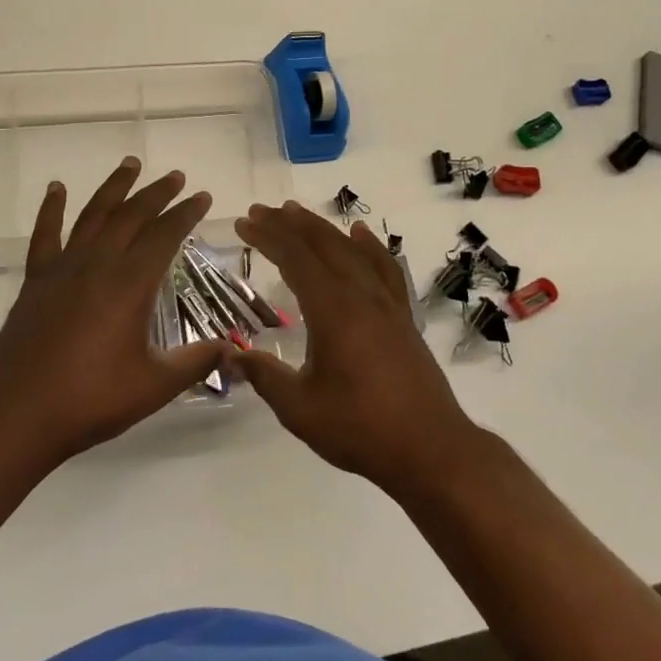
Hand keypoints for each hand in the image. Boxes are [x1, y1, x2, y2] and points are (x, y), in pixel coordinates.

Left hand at [0, 157, 229, 470]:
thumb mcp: (154, 386)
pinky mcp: (36, 280)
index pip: (165, 236)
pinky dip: (51, 209)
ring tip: (130, 164)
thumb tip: (233, 348)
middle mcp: (98, 264)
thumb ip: (195, 362)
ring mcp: (63, 268)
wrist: (19, 414)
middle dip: (157, 193)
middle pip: (132, 216)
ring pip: (93, 215)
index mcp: (130, 284)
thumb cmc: (91, 400)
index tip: (202, 196)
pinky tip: (56, 189)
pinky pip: (45, 234)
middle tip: (175, 176)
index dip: (186, 213)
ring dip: (114, 188)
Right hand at [231, 201, 484, 495]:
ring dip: (322, 229)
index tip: (244, 222)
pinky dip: (370, 246)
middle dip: (289, 224)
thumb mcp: (300, 409)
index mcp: (332, 310)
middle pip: (322, 244)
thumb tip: (230, 357)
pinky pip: (384, 268)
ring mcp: (386, 303)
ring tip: (297, 214)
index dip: (267, 236)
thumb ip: (264, 376)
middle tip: (261, 211)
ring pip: (351, 250)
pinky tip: (361, 235)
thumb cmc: (361, 428)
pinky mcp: (402, 316)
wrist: (430, 449)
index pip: (295, 258)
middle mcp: (360, 294)